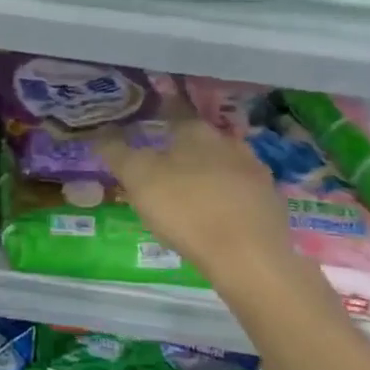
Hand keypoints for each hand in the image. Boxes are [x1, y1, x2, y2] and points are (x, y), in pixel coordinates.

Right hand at [95, 95, 297, 299]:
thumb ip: (117, 152)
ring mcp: (256, 173)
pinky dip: (227, 198)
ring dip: (208, 173)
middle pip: (201, 140)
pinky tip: (216, 216)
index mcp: (196, 132)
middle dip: (184, 150)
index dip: (158, 120)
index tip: (146, 132)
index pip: (173, 114)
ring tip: (189, 194)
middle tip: (163, 168)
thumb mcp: (137, 178)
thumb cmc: (185, 209)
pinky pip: (241, 192)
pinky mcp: (270, 202)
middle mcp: (230, 143)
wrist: (247, 255)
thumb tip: (99, 133)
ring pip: (224, 165)